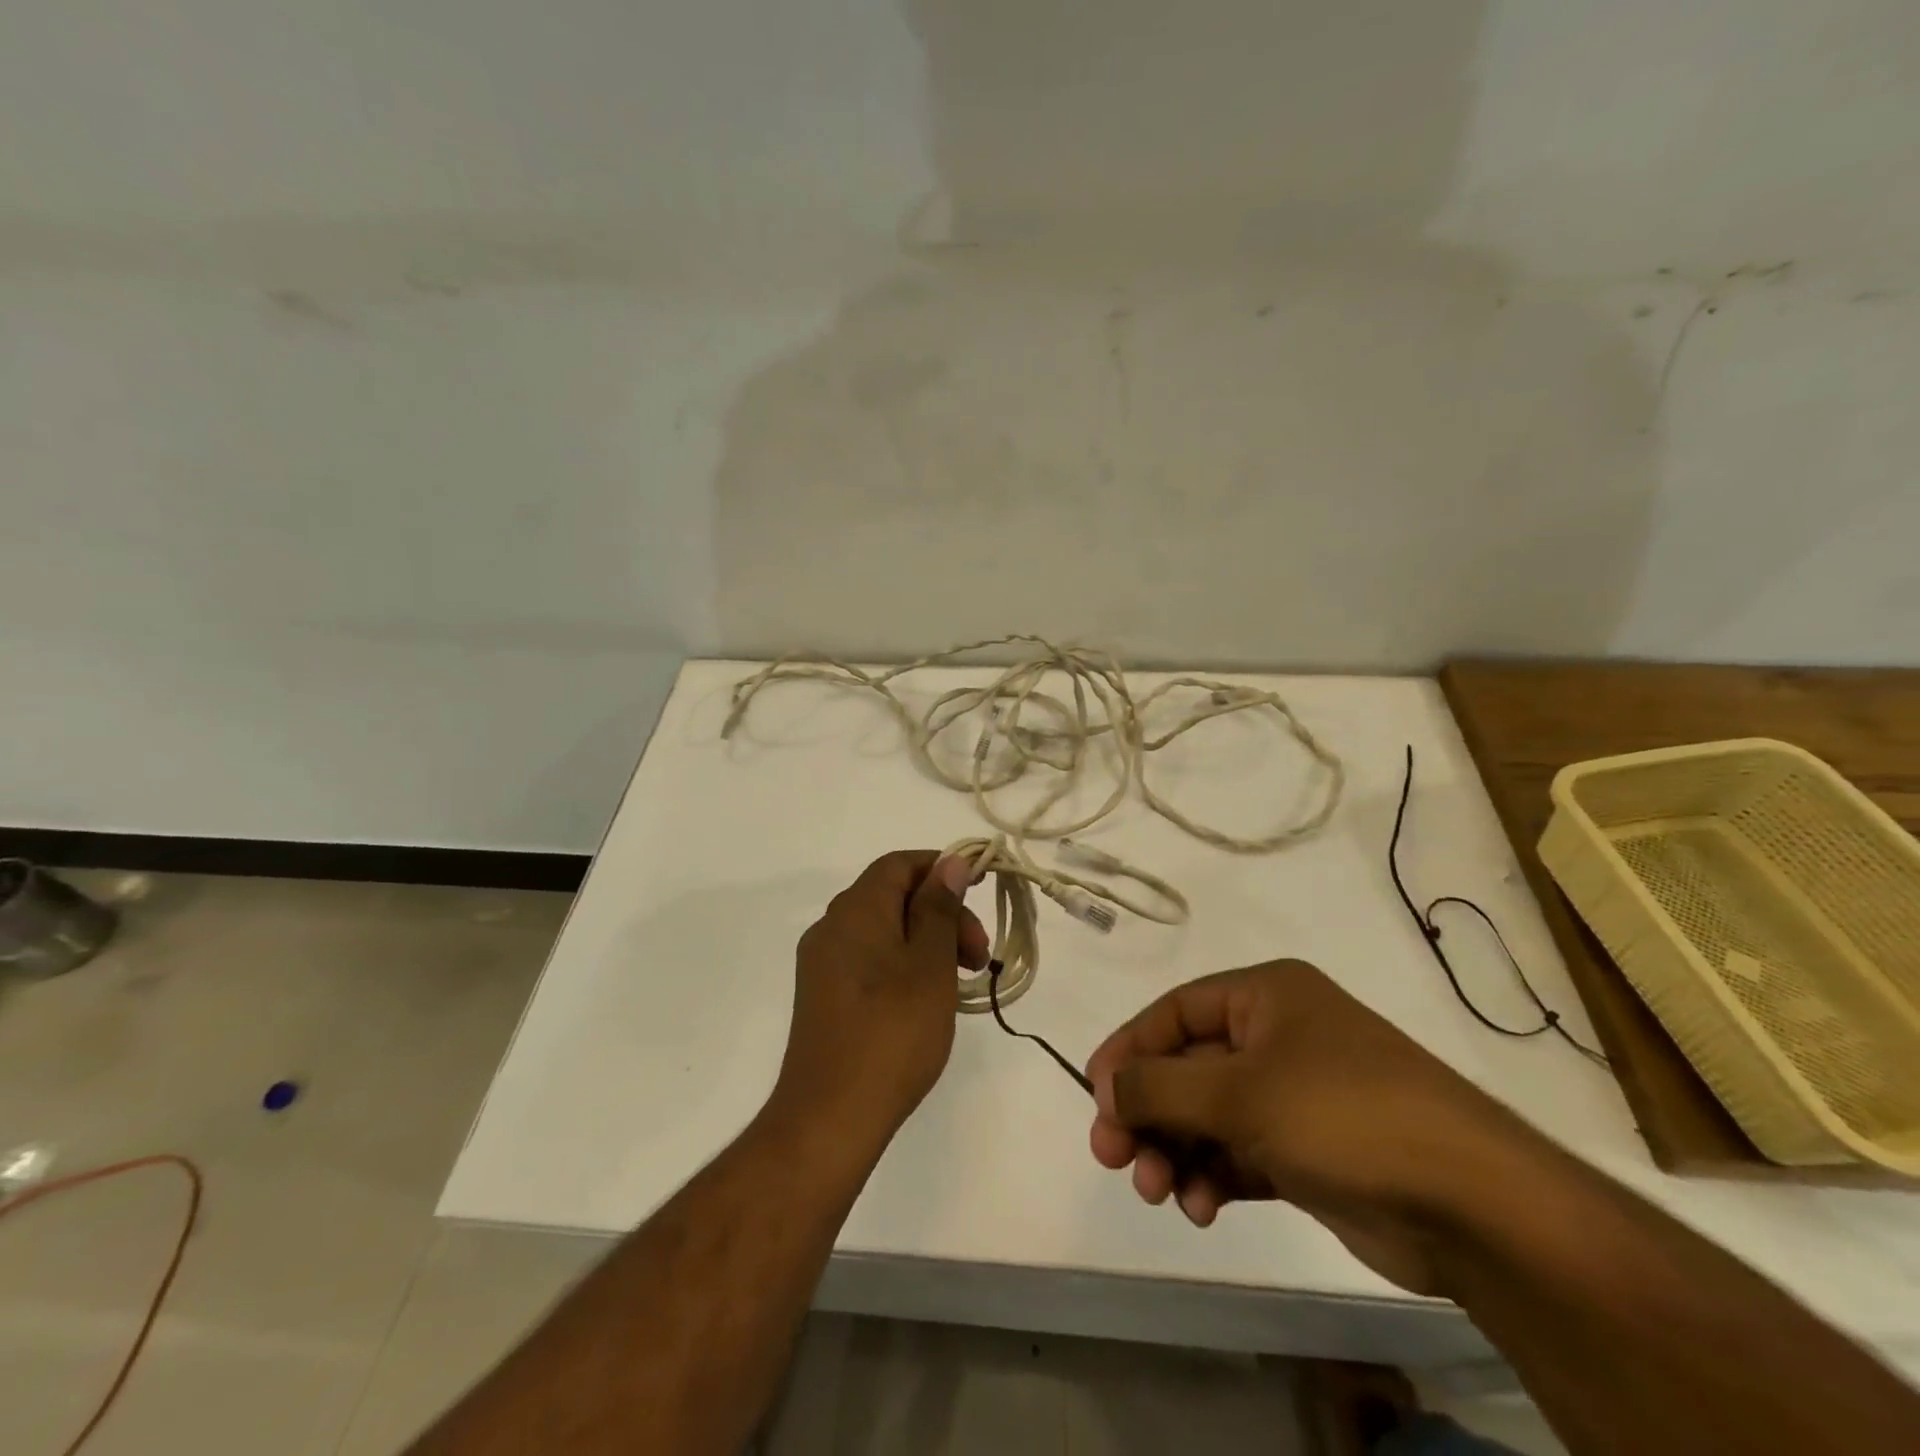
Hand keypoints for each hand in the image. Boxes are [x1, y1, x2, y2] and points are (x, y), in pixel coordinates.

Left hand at [771, 850, 988, 1146]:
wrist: (829, 1118)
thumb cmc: (891, 1033)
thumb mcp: (930, 965)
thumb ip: (939, 908)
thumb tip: (950, 862)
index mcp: (855, 909)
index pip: (900, 864)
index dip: (942, 868)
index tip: (980, 891)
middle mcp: (832, 926)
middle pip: (894, 896)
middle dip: (942, 914)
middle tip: (979, 957)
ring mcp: (823, 963)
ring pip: (884, 930)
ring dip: (927, 942)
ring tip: (961, 981)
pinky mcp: (823, 995)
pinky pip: (869, 959)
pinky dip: (904, 964)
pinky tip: (927, 999)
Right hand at [1086, 959, 1556, 1294]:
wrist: (1473, 1206)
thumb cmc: (1344, 1115)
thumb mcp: (1239, 1093)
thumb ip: (1160, 1087)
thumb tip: (1105, 1084)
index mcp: (1265, 996)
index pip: (1174, 1012)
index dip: (1129, 1050)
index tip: (1094, 1095)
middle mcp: (1276, 1035)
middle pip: (1187, 1067)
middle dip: (1148, 1111)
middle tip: (1113, 1156)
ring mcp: (1294, 1094)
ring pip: (1209, 1115)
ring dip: (1176, 1150)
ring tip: (1159, 1192)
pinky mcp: (1308, 1149)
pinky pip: (1239, 1152)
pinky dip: (1213, 1176)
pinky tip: (1201, 1207)